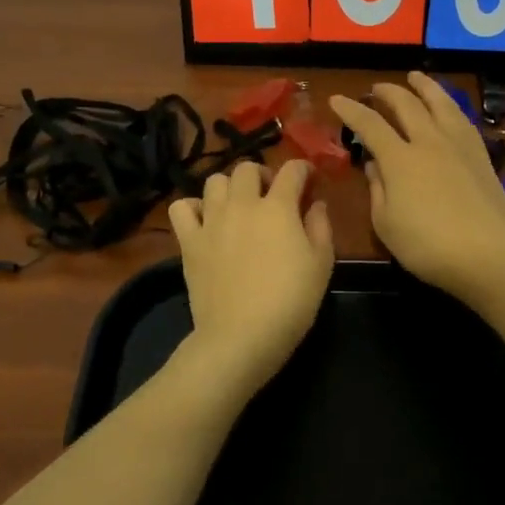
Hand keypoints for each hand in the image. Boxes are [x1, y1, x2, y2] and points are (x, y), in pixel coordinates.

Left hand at [169, 158, 334, 395]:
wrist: (241, 336)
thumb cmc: (290, 302)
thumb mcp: (321, 265)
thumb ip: (320, 227)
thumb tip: (315, 203)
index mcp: (278, 207)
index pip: (292, 170)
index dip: (303, 169)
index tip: (308, 180)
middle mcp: (242, 204)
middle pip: (248, 168)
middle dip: (263, 174)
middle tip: (271, 195)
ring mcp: (211, 220)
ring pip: (215, 181)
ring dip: (230, 187)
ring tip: (238, 206)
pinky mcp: (189, 241)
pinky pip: (182, 207)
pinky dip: (193, 207)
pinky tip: (205, 220)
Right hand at [330, 72, 504, 303]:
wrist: (488, 254)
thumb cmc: (427, 246)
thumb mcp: (386, 224)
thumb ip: (377, 190)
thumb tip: (375, 165)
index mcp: (400, 159)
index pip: (370, 125)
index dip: (351, 110)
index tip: (337, 99)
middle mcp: (429, 142)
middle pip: (407, 105)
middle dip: (388, 93)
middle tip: (376, 88)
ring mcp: (459, 145)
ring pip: (440, 103)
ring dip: (424, 87)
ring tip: (416, 77)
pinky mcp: (481, 156)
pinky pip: (462, 119)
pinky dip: (449, 106)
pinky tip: (448, 108)